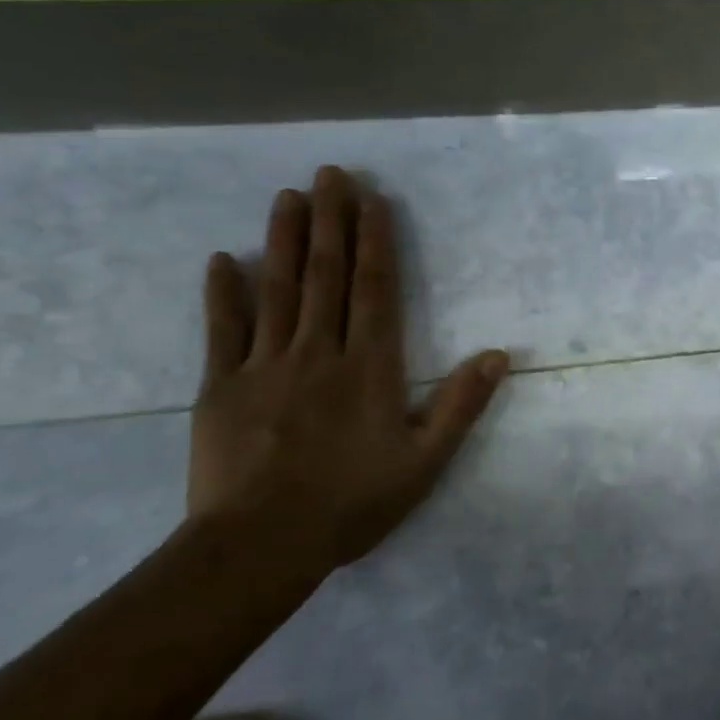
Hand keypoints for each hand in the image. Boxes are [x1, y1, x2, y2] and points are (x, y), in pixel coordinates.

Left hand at [187, 166, 507, 573]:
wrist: (261, 545)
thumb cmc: (352, 502)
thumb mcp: (425, 461)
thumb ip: (460, 404)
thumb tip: (499, 354)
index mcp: (369, 367)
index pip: (375, 289)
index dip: (376, 241)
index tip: (372, 199)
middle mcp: (319, 352)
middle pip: (327, 276)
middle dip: (331, 221)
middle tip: (329, 174)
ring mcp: (264, 366)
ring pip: (278, 290)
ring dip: (284, 240)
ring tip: (288, 196)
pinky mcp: (220, 388)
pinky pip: (223, 331)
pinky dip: (224, 294)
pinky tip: (224, 260)